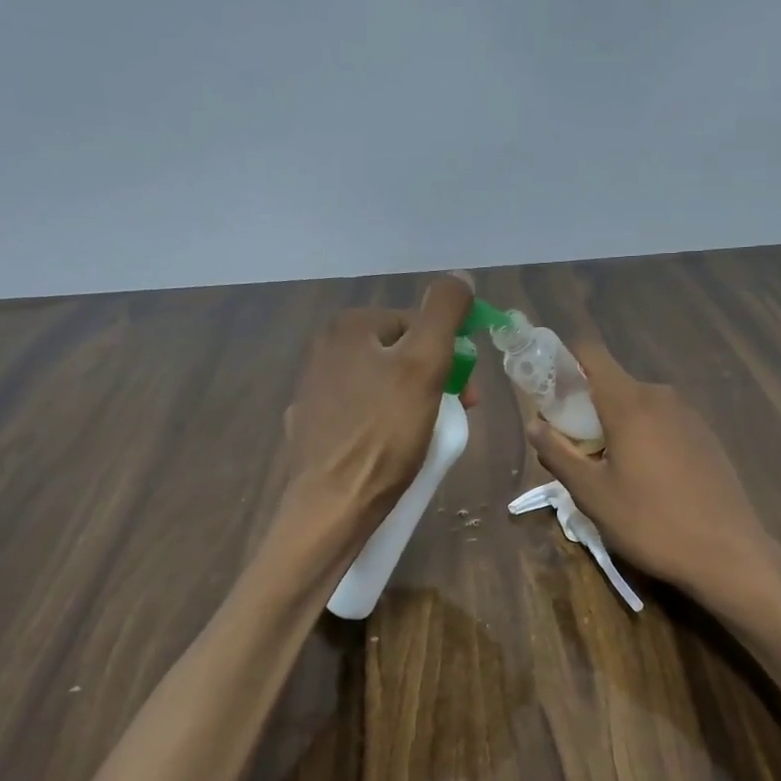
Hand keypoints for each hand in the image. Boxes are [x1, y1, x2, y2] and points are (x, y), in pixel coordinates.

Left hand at [284, 272, 476, 539]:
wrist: (334, 505)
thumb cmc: (385, 433)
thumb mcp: (425, 364)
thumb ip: (445, 313)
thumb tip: (461, 276)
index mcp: (349, 327)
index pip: (418, 324)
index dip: (452, 355)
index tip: (469, 395)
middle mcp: (324, 350)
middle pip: (400, 354)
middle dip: (434, 379)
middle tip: (453, 416)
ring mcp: (314, 391)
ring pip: (382, 384)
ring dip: (412, 402)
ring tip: (426, 436)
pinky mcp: (312, 428)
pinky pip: (362, 414)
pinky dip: (383, 424)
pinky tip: (391, 449)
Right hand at [526, 341, 780, 606]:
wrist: (728, 553)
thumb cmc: (650, 522)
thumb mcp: (592, 494)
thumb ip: (558, 453)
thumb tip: (534, 424)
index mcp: (629, 401)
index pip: (589, 352)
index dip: (562, 364)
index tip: (548, 397)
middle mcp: (661, 396)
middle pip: (611, 383)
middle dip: (585, 407)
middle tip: (573, 450)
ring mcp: (689, 415)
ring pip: (637, 405)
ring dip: (614, 425)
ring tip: (608, 471)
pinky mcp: (706, 436)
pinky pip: (662, 422)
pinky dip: (643, 436)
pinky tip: (646, 480)